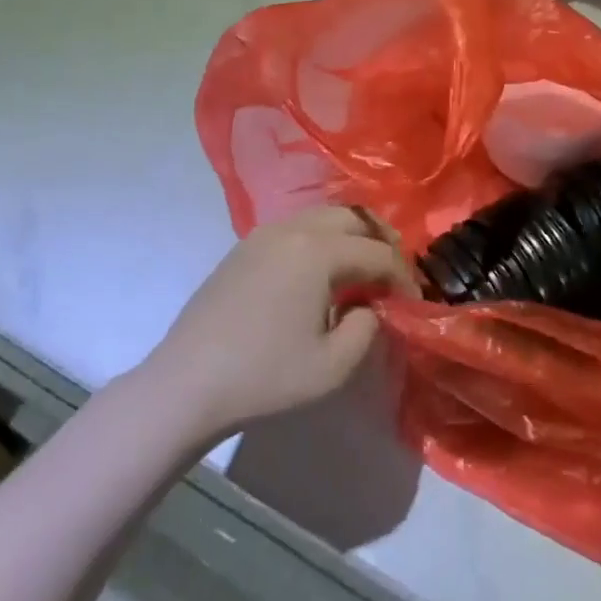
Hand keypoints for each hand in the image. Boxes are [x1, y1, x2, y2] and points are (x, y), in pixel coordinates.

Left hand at [144, 206, 416, 436]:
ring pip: (322, 216)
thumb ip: (367, 327)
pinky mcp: (244, 247)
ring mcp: (263, 234)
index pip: (377, 253)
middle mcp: (293, 229)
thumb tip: (368, 306)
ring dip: (351, 235)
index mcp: (318, 251)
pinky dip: (321, 239)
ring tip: (362, 268)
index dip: (402, 276)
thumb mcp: (333, 365)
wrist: (186, 383)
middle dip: (381, 240)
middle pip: (352, 217)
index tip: (414, 300)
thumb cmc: (265, 376)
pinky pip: (296, 228)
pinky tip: (321, 272)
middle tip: (393, 272)